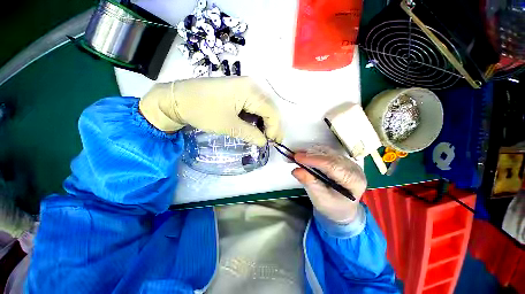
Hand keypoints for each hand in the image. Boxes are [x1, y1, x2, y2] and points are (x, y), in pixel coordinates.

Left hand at [139, 77, 282, 145]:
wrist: (177, 98)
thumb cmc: (203, 111)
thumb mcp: (229, 126)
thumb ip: (250, 134)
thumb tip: (264, 142)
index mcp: (250, 91)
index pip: (271, 111)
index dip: (275, 128)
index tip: (273, 143)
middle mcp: (251, 85)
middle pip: (269, 108)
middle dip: (272, 125)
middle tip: (271, 140)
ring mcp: (244, 86)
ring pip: (262, 107)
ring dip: (264, 122)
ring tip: (264, 135)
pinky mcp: (238, 91)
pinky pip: (253, 104)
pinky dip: (256, 117)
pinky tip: (255, 126)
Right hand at [292, 146, 366, 222]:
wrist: (341, 207)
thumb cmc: (332, 206)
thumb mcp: (320, 199)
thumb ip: (309, 183)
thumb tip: (296, 170)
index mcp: (353, 180)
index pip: (332, 166)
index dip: (313, 160)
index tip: (297, 157)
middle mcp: (353, 168)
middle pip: (329, 156)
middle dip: (309, 154)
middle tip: (292, 155)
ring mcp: (347, 161)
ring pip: (326, 151)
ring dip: (309, 152)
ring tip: (295, 156)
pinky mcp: (340, 158)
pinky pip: (325, 151)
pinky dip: (312, 152)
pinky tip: (303, 155)